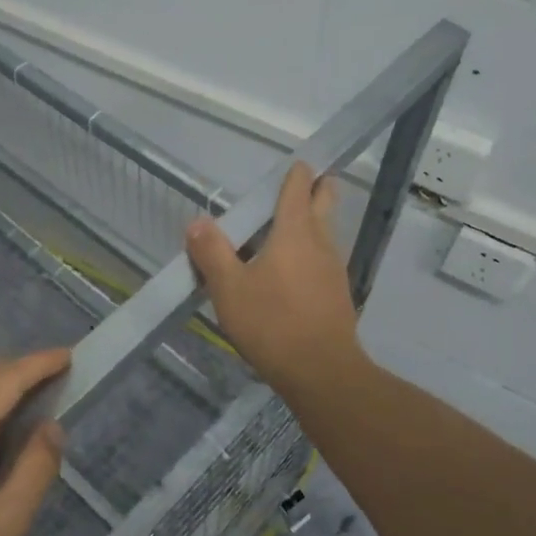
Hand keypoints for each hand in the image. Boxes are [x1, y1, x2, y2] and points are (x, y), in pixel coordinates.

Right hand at [186, 162, 365, 400]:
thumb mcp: (229, 288)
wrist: (322, 372)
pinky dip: (311, 253)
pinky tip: (290, 272)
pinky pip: (324, 259)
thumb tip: (198, 222)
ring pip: (326, 231)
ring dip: (312, 222)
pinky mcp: (338, 293)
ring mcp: (334, 268)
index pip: (298, 187)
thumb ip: (211, 252)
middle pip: (325, 201)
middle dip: (317, 187)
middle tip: (297, 187)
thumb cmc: (272, 323)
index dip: (296, 172)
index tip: (293, 163)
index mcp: (294, 231)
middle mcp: (321, 242)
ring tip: (283, 231)